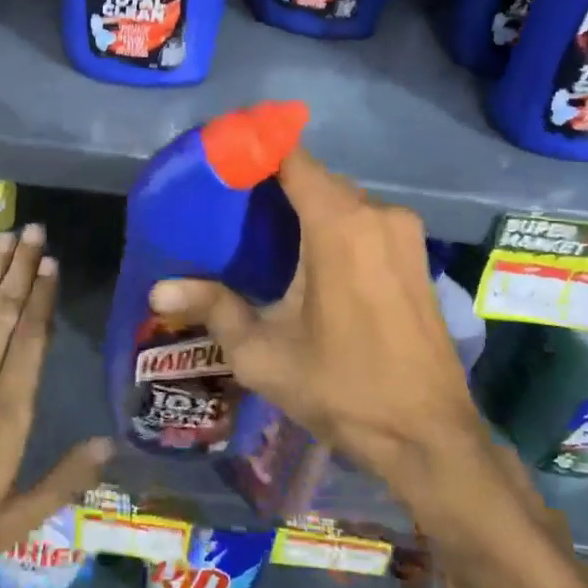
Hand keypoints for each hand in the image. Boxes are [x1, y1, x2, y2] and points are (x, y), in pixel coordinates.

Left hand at [0, 224, 112, 587]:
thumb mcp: (18, 520)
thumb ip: (65, 478)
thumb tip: (110, 443)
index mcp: (7, 414)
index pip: (31, 339)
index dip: (42, 296)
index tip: (51, 263)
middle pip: (2, 313)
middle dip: (20, 268)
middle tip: (33, 230)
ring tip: (6, 238)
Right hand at [148, 148, 486, 502]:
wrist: (428, 436)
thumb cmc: (342, 389)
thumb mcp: (264, 355)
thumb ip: (213, 308)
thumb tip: (158, 290)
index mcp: (339, 226)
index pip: (291, 158)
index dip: (254, 151)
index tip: (220, 162)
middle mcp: (376, 214)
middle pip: (315, 176)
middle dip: (273, 183)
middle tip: (229, 204)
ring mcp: (403, 232)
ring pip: (341, 198)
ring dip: (304, 205)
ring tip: (261, 231)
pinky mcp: (416, 253)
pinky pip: (364, 219)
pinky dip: (333, 223)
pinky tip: (306, 255)